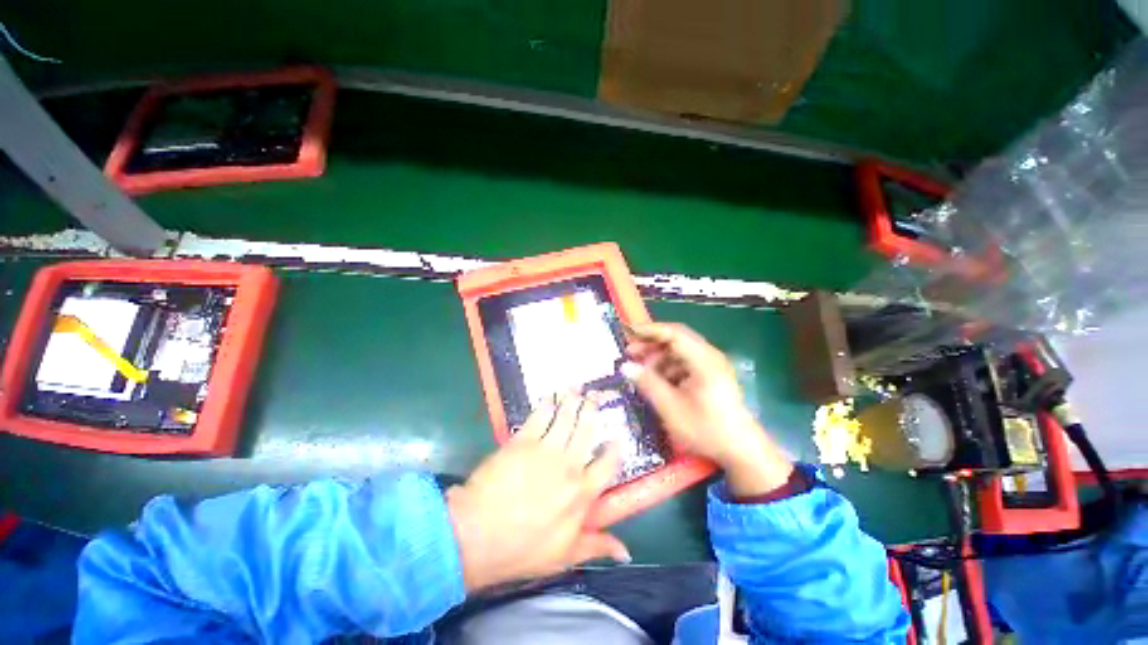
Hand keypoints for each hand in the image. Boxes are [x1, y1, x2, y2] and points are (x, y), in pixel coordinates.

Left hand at [447, 393, 629, 592]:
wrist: (478, 535)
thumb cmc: (523, 549)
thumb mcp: (565, 556)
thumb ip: (597, 546)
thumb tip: (627, 552)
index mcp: (582, 492)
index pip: (607, 465)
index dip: (614, 449)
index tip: (617, 437)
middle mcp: (569, 465)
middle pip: (586, 430)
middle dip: (592, 411)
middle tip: (595, 396)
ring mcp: (546, 449)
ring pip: (565, 417)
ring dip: (572, 400)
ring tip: (577, 388)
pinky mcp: (522, 440)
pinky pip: (539, 416)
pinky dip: (546, 404)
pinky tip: (550, 396)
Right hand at [622, 322, 792, 497]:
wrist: (741, 451)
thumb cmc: (706, 429)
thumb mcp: (671, 408)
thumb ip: (648, 383)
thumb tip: (626, 367)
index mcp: (704, 360)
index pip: (674, 333)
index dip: (649, 330)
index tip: (628, 332)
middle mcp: (710, 357)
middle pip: (676, 339)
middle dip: (651, 344)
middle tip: (629, 353)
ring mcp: (712, 366)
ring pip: (680, 352)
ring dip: (659, 358)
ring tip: (641, 371)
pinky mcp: (711, 376)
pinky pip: (685, 364)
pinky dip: (668, 368)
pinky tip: (657, 382)